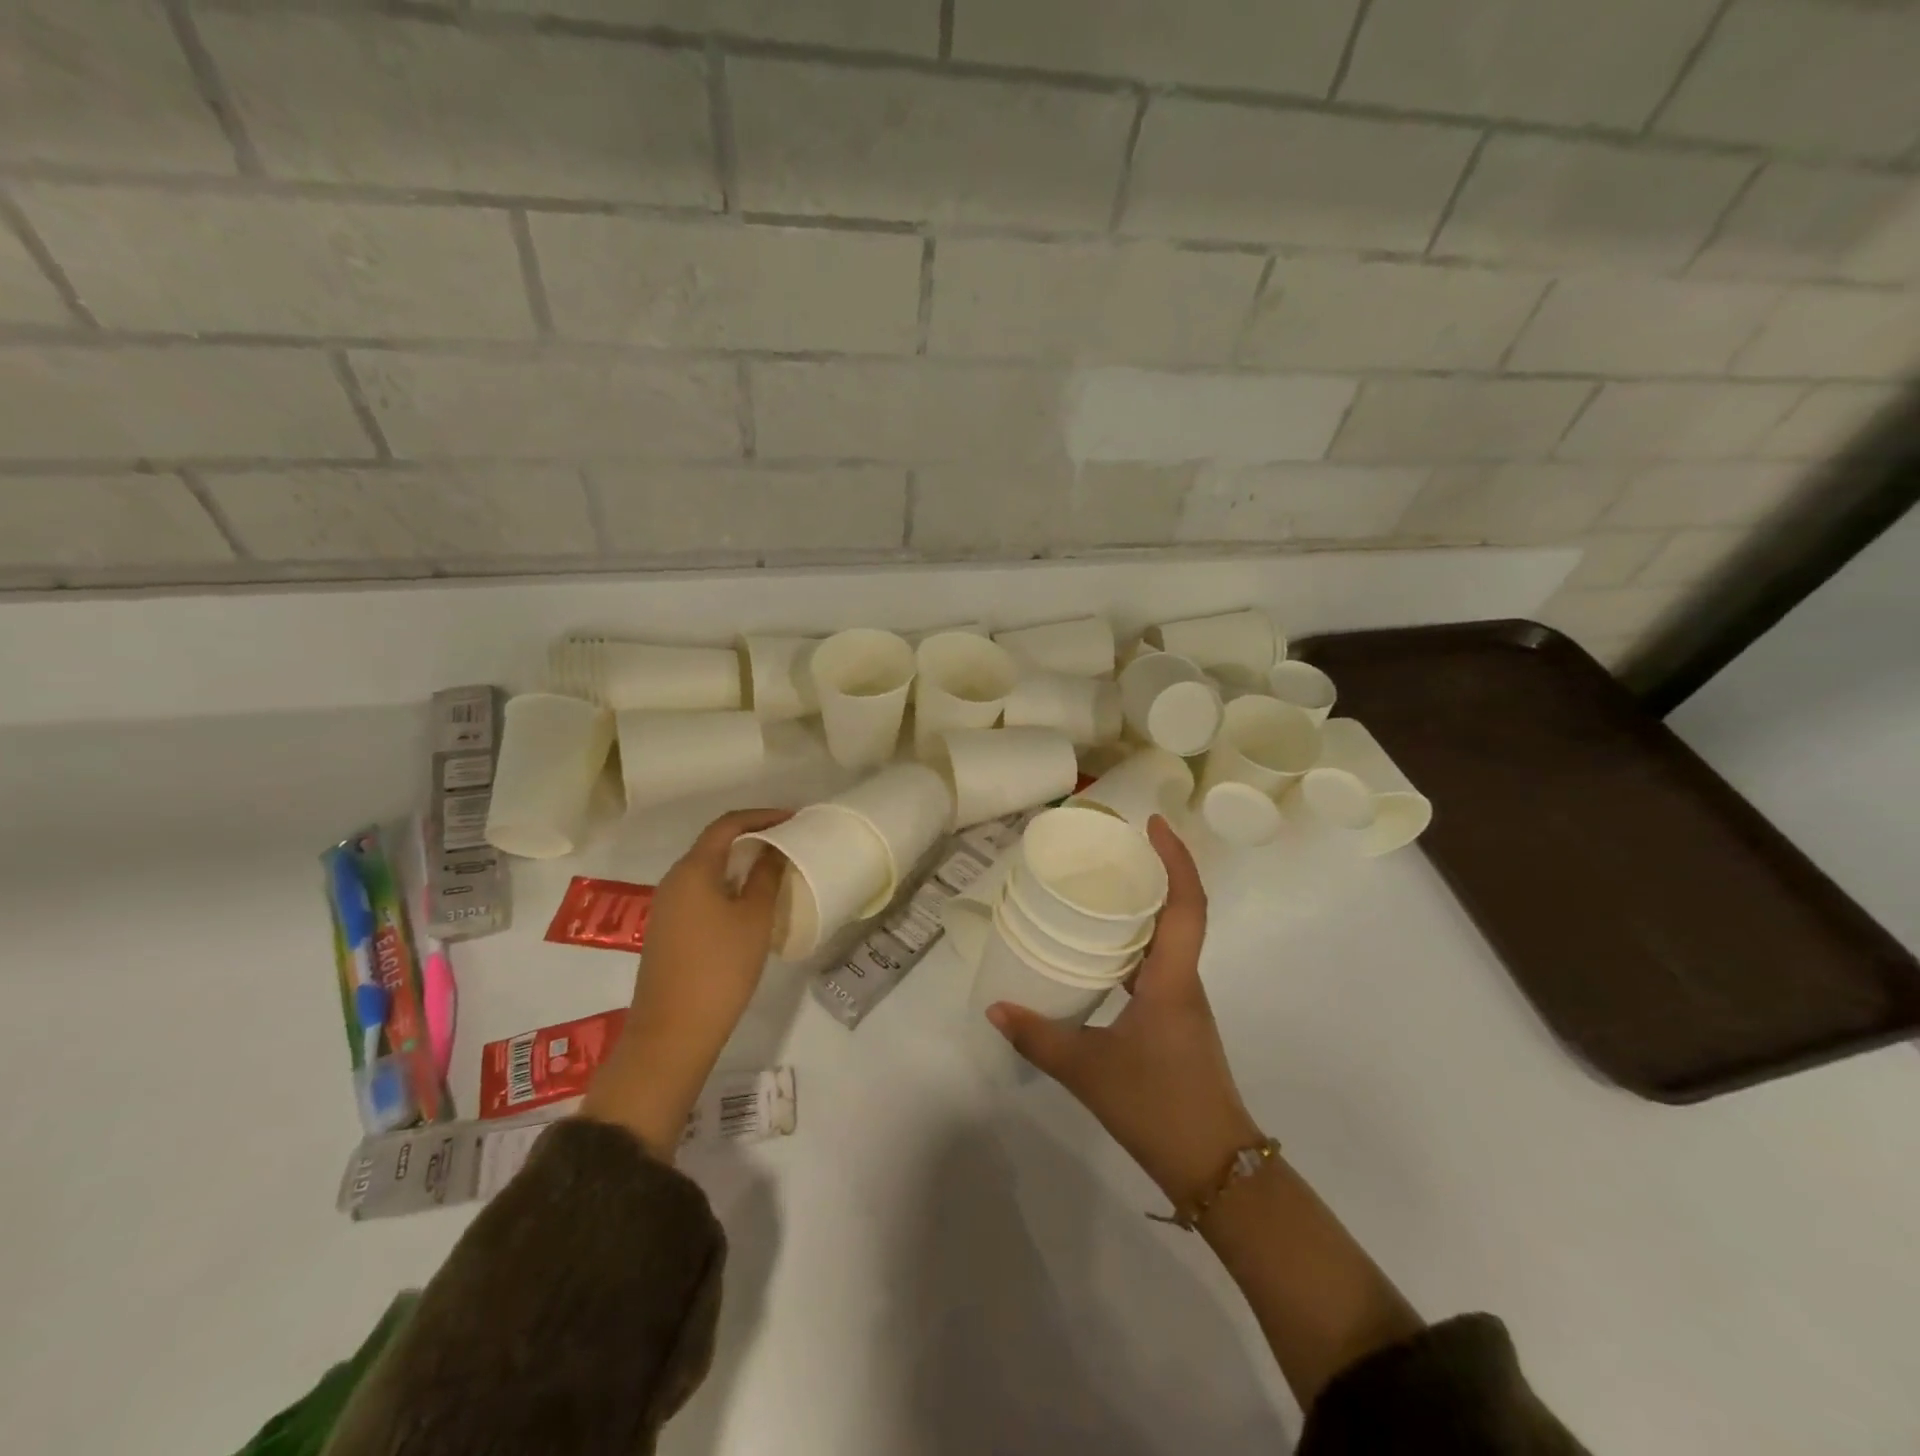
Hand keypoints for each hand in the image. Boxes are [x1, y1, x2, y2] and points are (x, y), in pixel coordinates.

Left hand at [582, 807, 790, 1156]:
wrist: (673, 1032)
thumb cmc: (720, 968)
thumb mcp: (754, 918)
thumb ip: (766, 876)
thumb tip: (775, 848)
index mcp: (693, 869)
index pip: (728, 825)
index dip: (762, 816)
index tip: (793, 819)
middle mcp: (674, 880)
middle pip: (714, 844)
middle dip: (752, 836)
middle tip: (789, 841)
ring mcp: (667, 906)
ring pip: (708, 869)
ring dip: (740, 862)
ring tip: (775, 867)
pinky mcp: (668, 929)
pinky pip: (701, 891)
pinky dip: (728, 884)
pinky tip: (750, 901)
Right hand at [987, 815, 1261, 1205]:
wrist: (1214, 1166)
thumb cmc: (1156, 1106)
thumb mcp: (1087, 1070)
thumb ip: (1038, 1037)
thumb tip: (996, 1009)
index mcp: (1171, 979)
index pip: (1186, 904)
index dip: (1176, 858)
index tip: (1153, 824)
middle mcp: (1184, 980)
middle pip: (1181, 910)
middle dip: (1155, 871)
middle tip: (1112, 849)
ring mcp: (1183, 1001)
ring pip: (1171, 938)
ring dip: (1146, 907)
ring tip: (1101, 890)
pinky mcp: (1177, 1020)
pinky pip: (1159, 963)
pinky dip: (1136, 944)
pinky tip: (1102, 953)